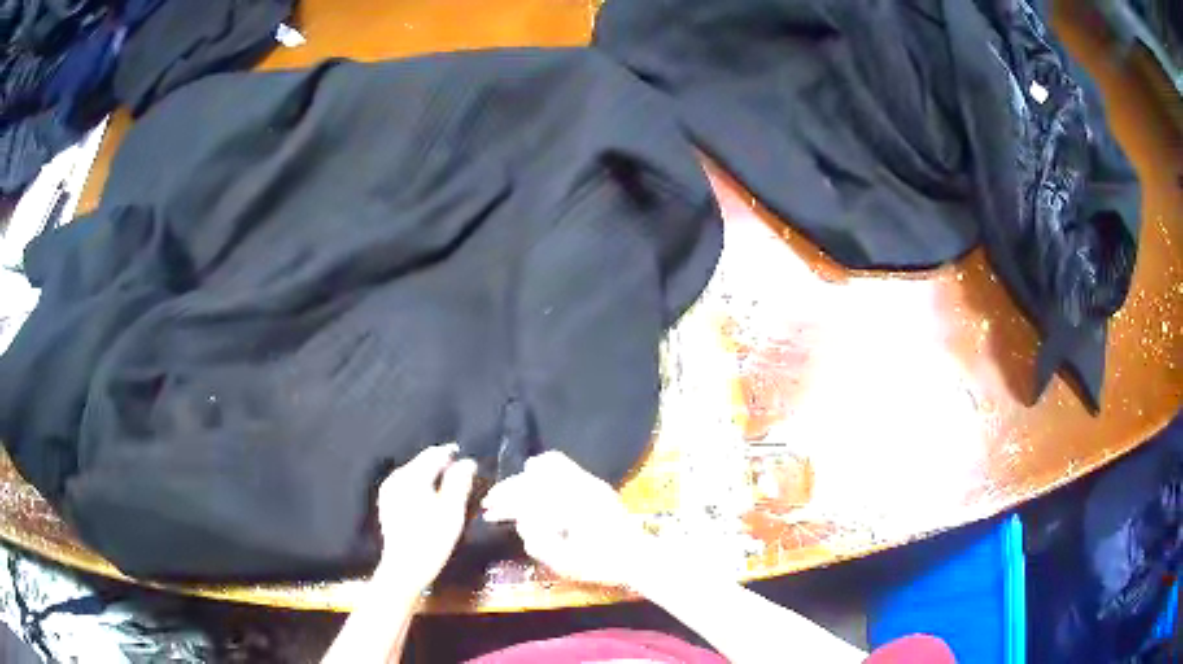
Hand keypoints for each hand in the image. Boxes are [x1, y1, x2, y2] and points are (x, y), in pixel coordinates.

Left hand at [374, 443, 475, 595]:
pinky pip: (407, 485)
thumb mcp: (452, 511)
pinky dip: (421, 487)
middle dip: (442, 466)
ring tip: (449, 490)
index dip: (453, 454)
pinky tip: (431, 501)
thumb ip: (459, 483)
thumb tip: (468, 461)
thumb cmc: (432, 540)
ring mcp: (389, 490)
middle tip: (462, 478)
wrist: (405, 567)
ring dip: (432, 477)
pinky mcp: (387, 502)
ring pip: (415, 473)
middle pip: (423, 462)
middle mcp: (397, 477)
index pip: (435, 454)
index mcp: (412, 476)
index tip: (469, 462)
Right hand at [482, 451, 659, 587]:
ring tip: (506, 493)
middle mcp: (579, 486)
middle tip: (491, 504)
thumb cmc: (600, 564)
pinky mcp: (594, 484)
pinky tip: (532, 476)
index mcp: (570, 504)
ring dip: (523, 480)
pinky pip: (563, 465)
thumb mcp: (564, 562)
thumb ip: (537, 541)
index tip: (488, 510)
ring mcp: (589, 482)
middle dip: (509, 490)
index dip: (504, 501)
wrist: (637, 558)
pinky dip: (543, 468)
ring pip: (546, 468)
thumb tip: (521, 521)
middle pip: (534, 479)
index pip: (528, 495)